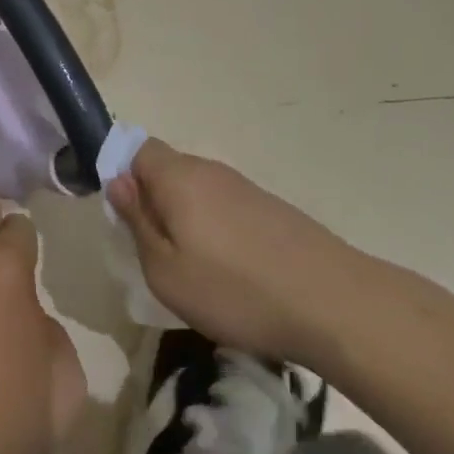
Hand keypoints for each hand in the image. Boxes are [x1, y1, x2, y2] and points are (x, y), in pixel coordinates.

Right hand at [107, 139, 366, 367]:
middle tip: (154, 250)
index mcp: (178, 176)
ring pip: (197, 190)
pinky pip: (225, 207)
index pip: (137, 149)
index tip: (123, 217)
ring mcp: (244, 187)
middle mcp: (209, 170)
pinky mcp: (271, 208)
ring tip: (194, 268)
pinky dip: (216, 229)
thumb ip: (137, 222)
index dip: (122, 175)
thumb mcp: (166, 271)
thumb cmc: (235, 290)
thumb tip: (118, 183)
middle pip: (167, 170)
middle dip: (153, 201)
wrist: (335, 304)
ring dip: (185, 218)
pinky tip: (231, 271)